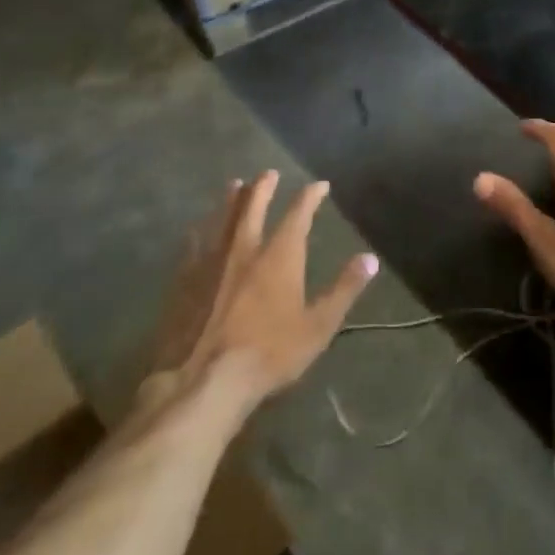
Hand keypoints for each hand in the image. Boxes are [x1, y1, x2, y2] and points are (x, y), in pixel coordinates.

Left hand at [149, 173, 376, 413]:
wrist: (203, 382)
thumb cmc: (269, 354)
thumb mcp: (318, 326)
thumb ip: (344, 289)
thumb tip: (370, 259)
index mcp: (279, 256)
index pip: (298, 214)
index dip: (310, 196)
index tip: (319, 185)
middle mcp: (244, 248)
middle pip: (252, 206)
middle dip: (263, 187)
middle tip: (268, 173)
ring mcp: (209, 263)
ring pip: (221, 219)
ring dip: (230, 199)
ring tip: (234, 185)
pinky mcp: (183, 282)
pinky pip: (193, 245)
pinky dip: (200, 231)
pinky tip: (197, 230)